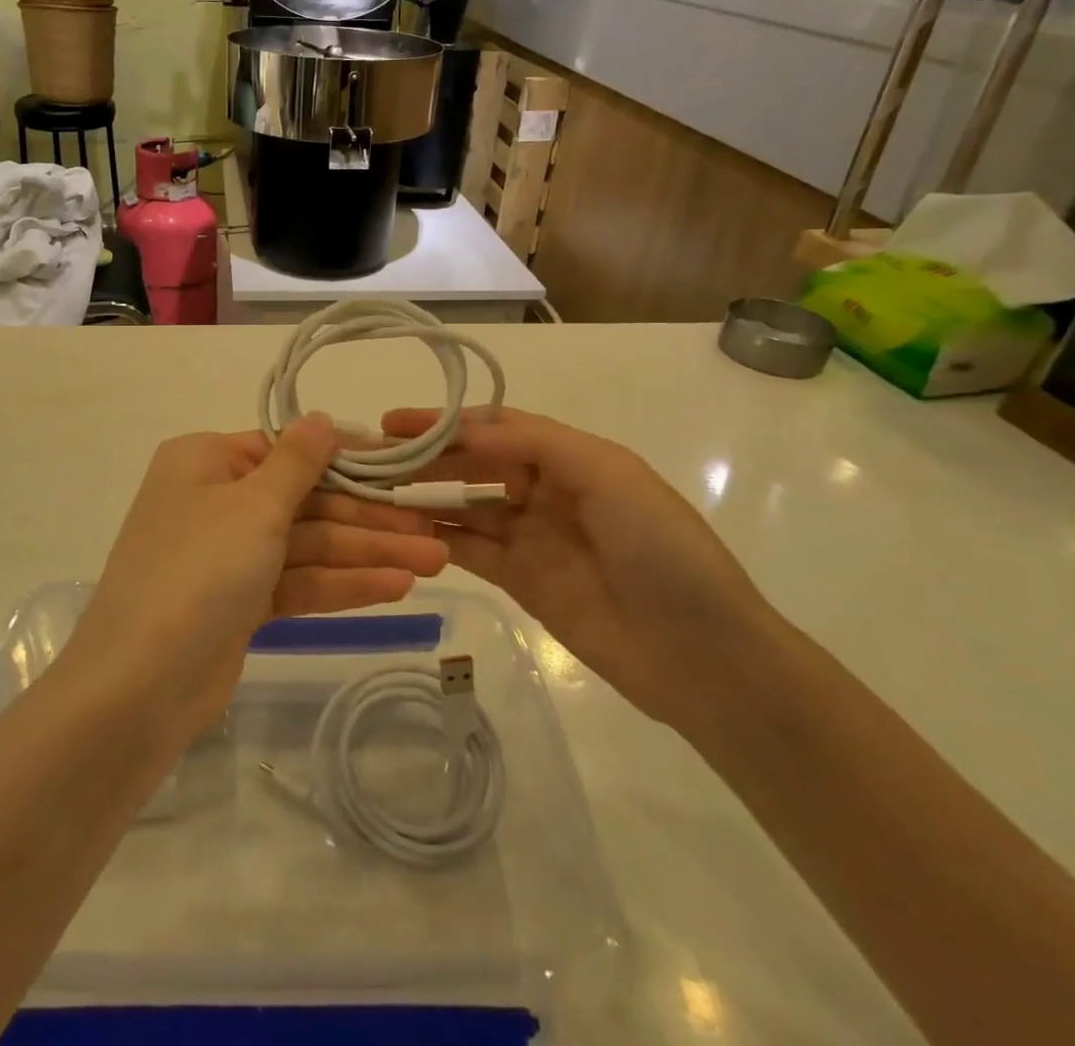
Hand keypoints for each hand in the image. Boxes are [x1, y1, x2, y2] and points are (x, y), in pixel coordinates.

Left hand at [72, 416, 448, 740]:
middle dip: (369, 517)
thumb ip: (296, 462)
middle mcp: (216, 501)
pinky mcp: (240, 603)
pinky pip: (298, 582)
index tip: (402, 466)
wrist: (138, 688)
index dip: (348, 458)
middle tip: (432, 528)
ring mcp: (228, 555)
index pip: (288, 450)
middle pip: (305, 501)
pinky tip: (398, 587)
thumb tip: (320, 417)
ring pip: (308, 545)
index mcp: (207, 461)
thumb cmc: (198, 571)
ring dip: (368, 552)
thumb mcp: (253, 506)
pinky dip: (342, 584)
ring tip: (435, 560)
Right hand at [381, 405, 783, 730]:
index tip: (395, 422)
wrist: (701, 654)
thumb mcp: (607, 475)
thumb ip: (534, 444)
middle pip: (474, 464)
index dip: (446, 421)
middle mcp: (546, 489)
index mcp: (571, 456)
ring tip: (375, 493)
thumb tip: (464, 432)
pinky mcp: (522, 580)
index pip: (496, 426)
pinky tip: (401, 532)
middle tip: (373, 460)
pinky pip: (470, 551)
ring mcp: (532, 536)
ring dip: (424, 497)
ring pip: (465, 506)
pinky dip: (437, 539)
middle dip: (426, 457)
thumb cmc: (659, 548)